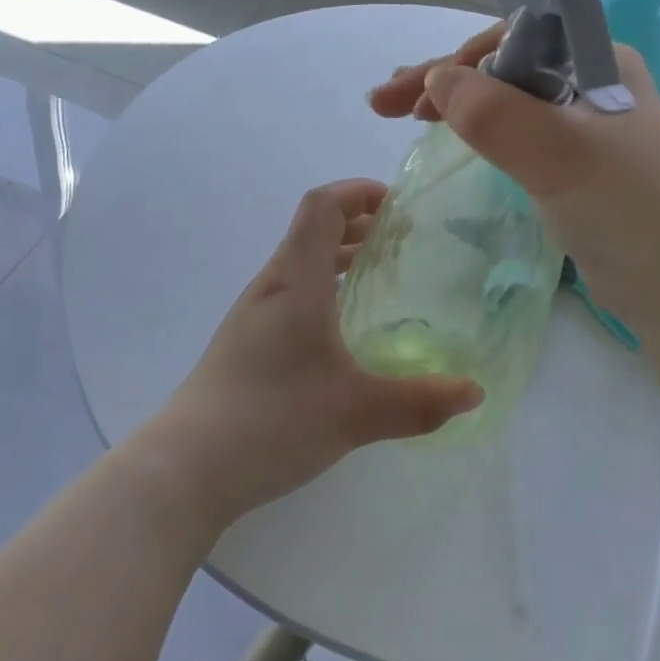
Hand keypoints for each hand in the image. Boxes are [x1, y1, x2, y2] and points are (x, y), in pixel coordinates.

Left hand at [149, 180, 482, 525]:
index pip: (323, 206)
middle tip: (403, 240)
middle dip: (359, 223)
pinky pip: (291, 293)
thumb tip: (474, 392)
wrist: (184, 469)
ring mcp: (253, 315)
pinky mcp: (245, 343)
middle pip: (313, 230)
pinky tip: (343, 329)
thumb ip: (419, 401)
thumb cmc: (271, 420)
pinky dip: (323, 287)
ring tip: (379, 276)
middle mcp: (272, 286)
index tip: (397, 203)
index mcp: (296, 281)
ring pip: (301, 263)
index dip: (358, 191)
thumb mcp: (355, 412)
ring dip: (340, 256)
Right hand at [369, 25, 659, 333]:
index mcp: (599, 61)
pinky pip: (516, 130)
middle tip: (384, 103)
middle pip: (504, 65)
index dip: (459, 57)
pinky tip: (452, 135)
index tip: (414, 92)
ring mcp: (584, 122)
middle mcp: (592, 81)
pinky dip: (478, 129)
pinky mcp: (575, 160)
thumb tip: (435, 80)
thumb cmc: (628, 212)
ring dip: (456, 102)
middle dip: (444, 80)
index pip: (515, 37)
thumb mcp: (561, 156)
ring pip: (506, 98)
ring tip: (404, 115)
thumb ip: (497, 114)